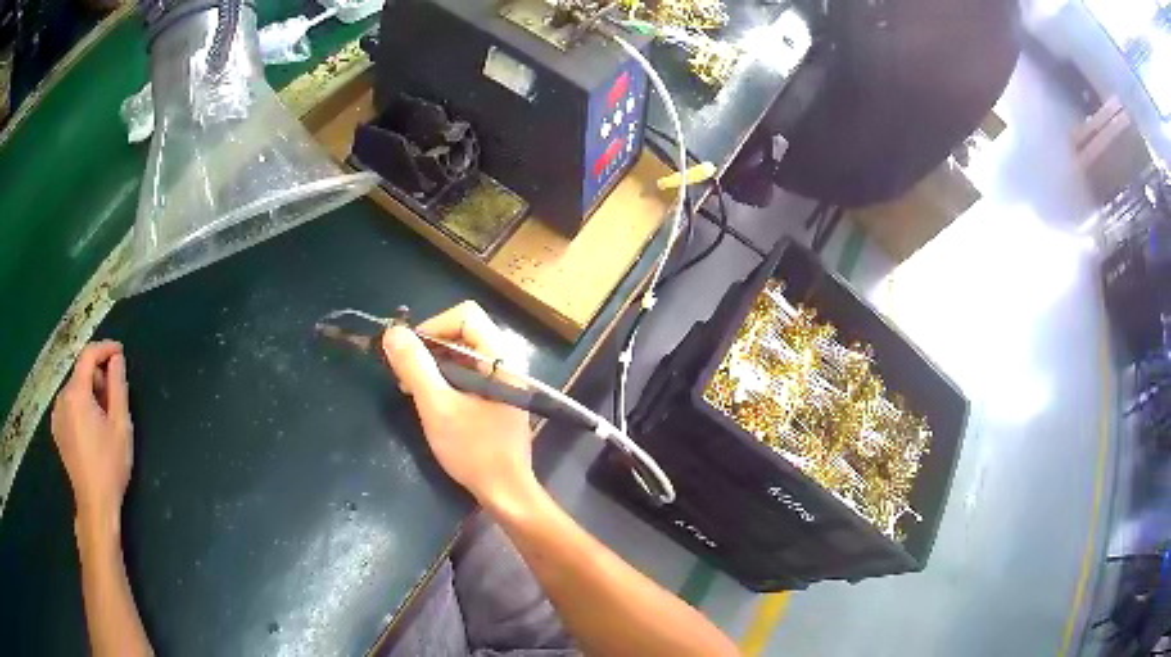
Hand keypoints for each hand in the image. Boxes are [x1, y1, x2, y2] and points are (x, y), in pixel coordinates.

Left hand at [51, 341, 133, 538]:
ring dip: (89, 394)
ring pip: (74, 391)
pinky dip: (80, 407)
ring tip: (103, 418)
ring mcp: (57, 415)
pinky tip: (90, 430)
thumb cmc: (110, 466)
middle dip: (98, 378)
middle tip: (114, 398)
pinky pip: (68, 406)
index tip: (120, 353)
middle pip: (80, 374)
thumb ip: (118, 386)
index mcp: (76, 393)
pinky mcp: (57, 430)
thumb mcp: (120, 426)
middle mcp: (62, 398)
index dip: (105, 349)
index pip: (88, 355)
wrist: (95, 504)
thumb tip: (116, 359)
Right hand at [382, 302, 535, 509]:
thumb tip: (393, 332)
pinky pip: (467, 374)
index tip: (410, 353)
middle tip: (405, 373)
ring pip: (462, 355)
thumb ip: (415, 367)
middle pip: (463, 332)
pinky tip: (428, 400)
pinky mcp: (495, 398)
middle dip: (430, 347)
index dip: (433, 326)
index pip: (465, 315)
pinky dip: (444, 380)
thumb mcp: (437, 408)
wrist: (506, 492)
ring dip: (434, 365)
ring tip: (411, 388)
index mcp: (499, 358)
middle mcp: (505, 362)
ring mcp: (502, 381)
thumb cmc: (474, 451)